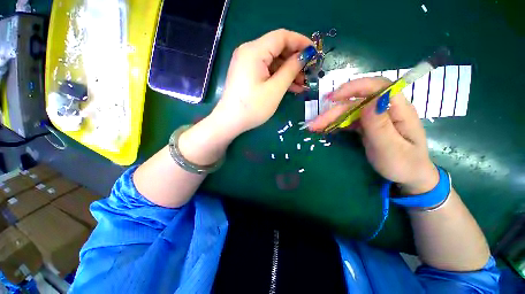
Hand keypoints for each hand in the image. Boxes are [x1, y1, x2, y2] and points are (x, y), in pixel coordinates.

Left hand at [210, 29, 313, 136]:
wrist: (230, 121)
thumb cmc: (253, 107)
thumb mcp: (275, 89)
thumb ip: (291, 69)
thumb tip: (305, 55)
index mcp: (254, 51)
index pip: (282, 37)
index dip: (300, 42)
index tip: (315, 53)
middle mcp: (248, 52)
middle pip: (277, 48)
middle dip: (295, 60)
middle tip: (309, 73)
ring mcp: (246, 63)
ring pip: (273, 61)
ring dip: (288, 71)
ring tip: (302, 84)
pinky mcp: (247, 73)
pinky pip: (266, 70)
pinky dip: (278, 77)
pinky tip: (290, 87)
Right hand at [308, 77, 438, 193]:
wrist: (408, 175)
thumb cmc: (404, 165)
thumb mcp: (393, 149)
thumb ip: (381, 126)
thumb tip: (369, 102)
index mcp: (399, 109)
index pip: (378, 87)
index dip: (354, 88)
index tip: (332, 98)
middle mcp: (385, 109)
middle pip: (356, 102)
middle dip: (333, 111)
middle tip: (314, 124)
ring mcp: (374, 117)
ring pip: (349, 111)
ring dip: (330, 118)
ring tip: (314, 127)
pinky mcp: (366, 125)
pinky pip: (348, 120)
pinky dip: (335, 124)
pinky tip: (324, 129)